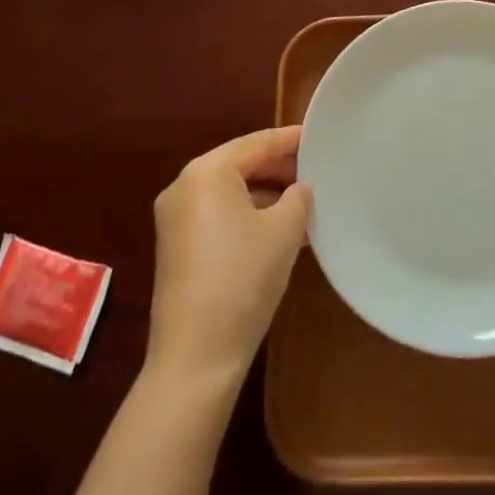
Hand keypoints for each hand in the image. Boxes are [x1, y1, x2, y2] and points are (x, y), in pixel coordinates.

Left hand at [147, 126, 311, 388]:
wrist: (195, 358)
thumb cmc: (243, 279)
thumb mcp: (284, 230)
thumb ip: (298, 196)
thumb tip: (298, 189)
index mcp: (207, 172)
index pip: (257, 143)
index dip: (291, 139)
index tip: (319, 136)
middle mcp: (184, 186)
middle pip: (240, 164)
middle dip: (279, 168)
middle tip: (317, 171)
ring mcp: (175, 219)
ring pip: (230, 191)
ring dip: (266, 194)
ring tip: (305, 203)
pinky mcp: (176, 247)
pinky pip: (219, 215)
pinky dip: (248, 215)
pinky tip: (280, 231)